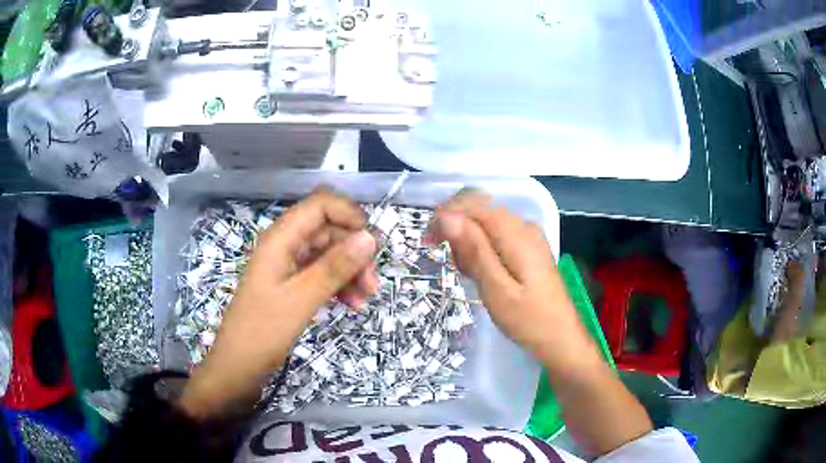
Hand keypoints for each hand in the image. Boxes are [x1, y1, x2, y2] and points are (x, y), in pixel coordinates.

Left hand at [180, 190, 376, 419]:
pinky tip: (352, 304)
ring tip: (365, 298)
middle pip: (328, 231)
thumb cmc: (263, 330)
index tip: (372, 242)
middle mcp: (285, 245)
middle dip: (354, 252)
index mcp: (281, 238)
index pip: (320, 205)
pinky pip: (322, 275)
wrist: (239, 366)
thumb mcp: (301, 298)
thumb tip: (370, 237)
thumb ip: (335, 266)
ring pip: (328, 254)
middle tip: (372, 283)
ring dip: (350, 271)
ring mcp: (288, 266)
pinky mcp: (292, 285)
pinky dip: (339, 285)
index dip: (349, 215)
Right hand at [429, 192, 652, 455]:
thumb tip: (447, 217)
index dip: (446, 215)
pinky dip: (482, 250)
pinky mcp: (529, 248)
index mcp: (517, 234)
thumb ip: (474, 251)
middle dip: (456, 229)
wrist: (561, 338)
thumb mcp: (496, 290)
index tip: (427, 240)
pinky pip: (497, 236)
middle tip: (450, 263)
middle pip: (480, 210)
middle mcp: (524, 226)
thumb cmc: (528, 320)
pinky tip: (482, 273)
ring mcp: (529, 236)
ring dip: (469, 242)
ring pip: (487, 223)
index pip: (474, 206)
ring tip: (469, 275)